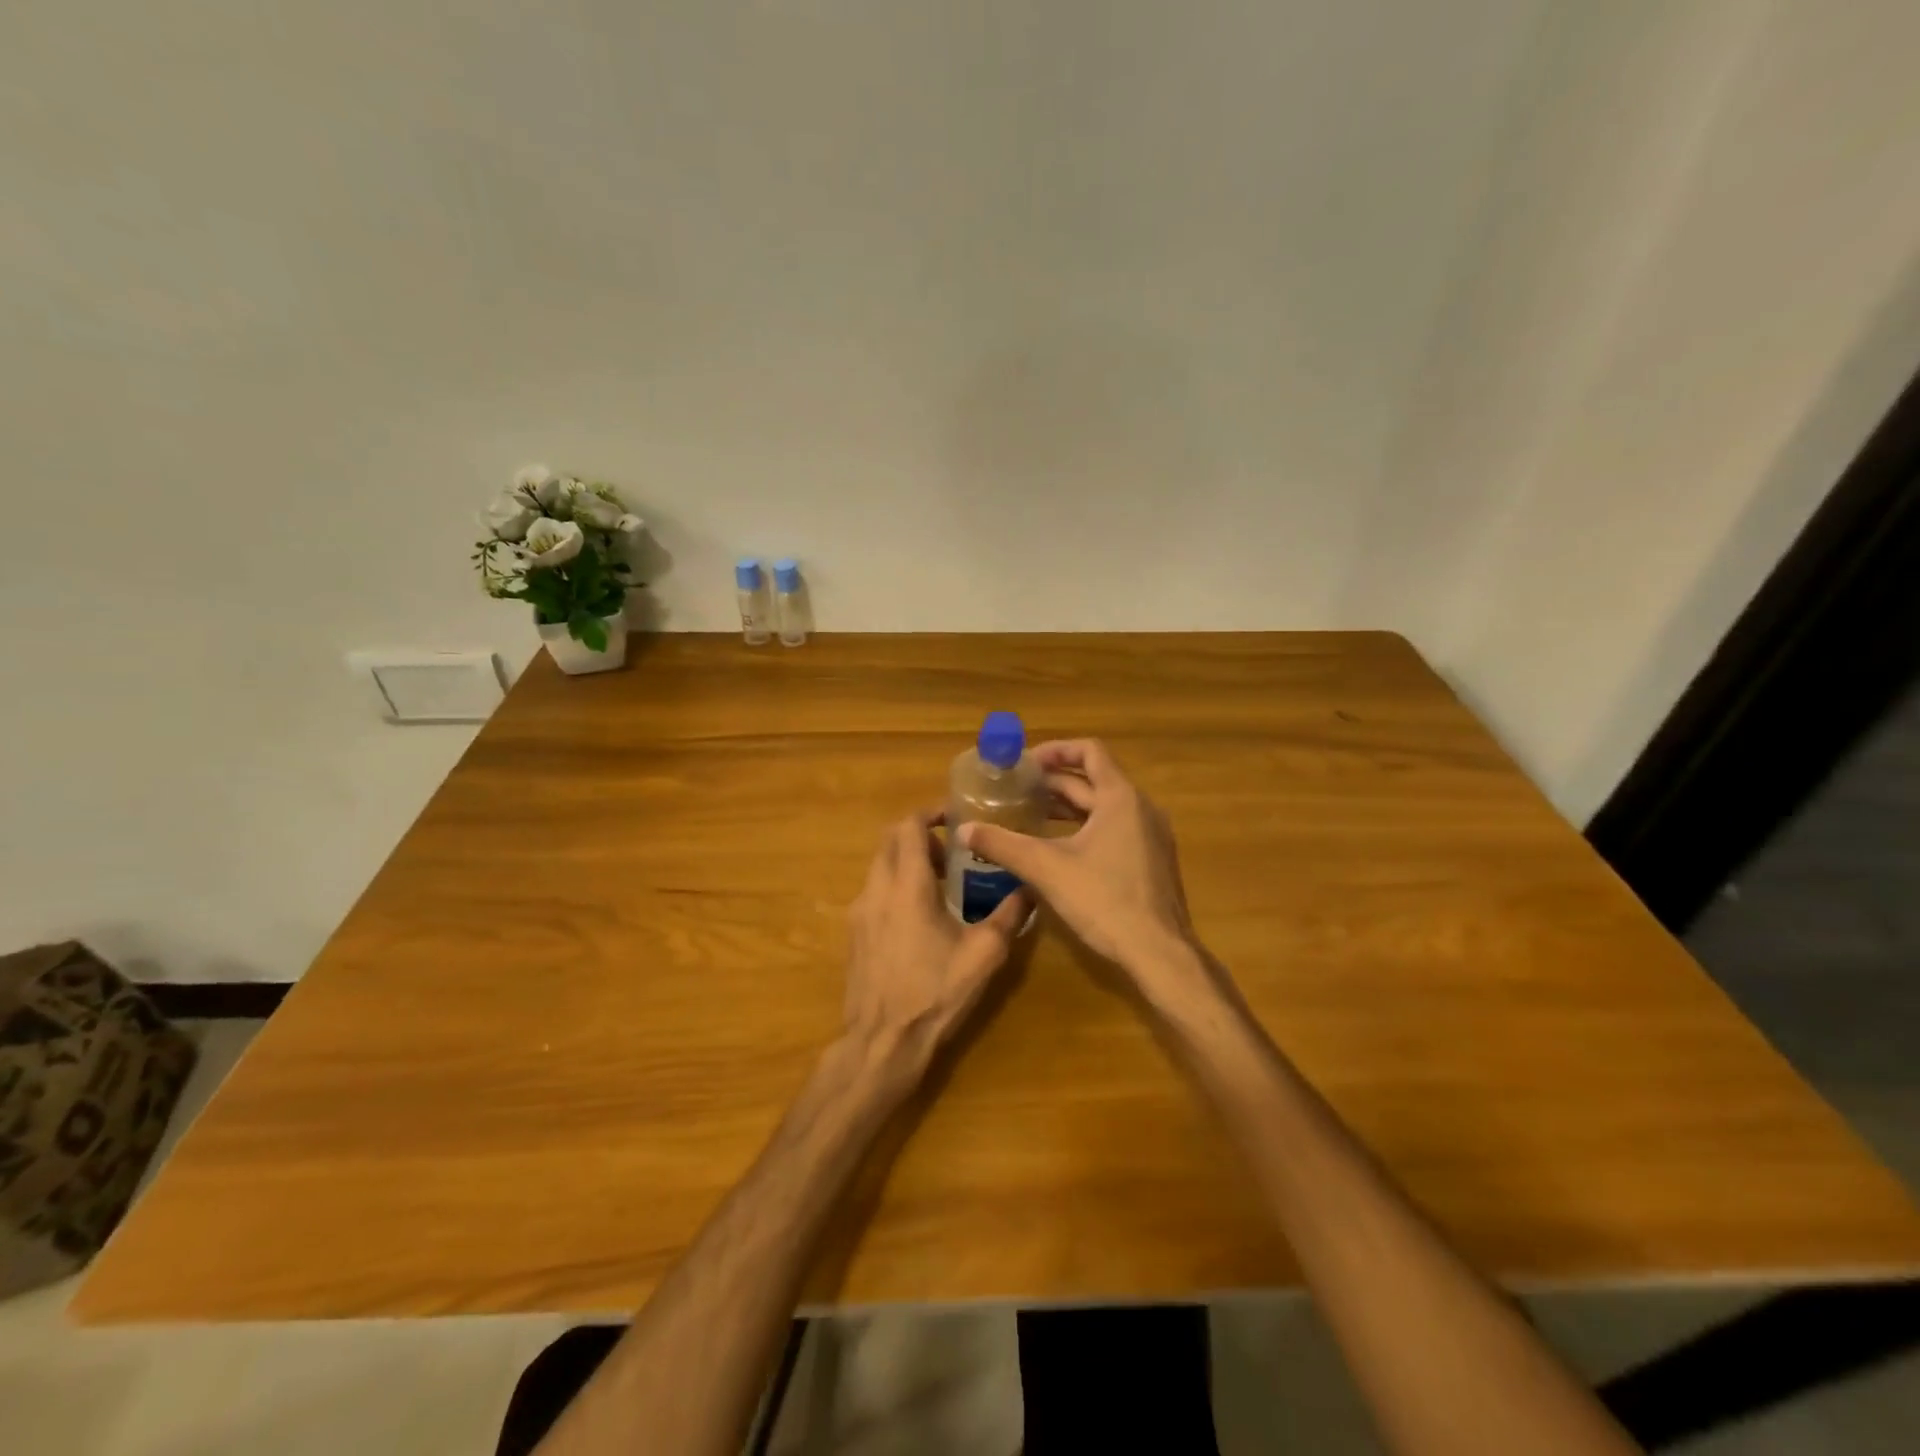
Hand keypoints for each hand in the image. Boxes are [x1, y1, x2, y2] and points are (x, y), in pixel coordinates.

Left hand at [841, 812, 1029, 1068]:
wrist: (882, 1041)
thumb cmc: (934, 992)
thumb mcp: (983, 955)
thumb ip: (1009, 916)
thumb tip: (1031, 889)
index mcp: (906, 885)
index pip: (908, 826)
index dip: (930, 813)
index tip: (956, 817)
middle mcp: (876, 889)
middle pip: (890, 840)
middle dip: (920, 836)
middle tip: (952, 851)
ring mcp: (859, 912)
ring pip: (880, 866)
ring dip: (907, 861)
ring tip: (940, 884)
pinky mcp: (854, 933)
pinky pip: (874, 891)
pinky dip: (895, 885)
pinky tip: (920, 917)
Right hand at [958, 740, 1198, 980]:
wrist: (1159, 952)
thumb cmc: (1105, 900)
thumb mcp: (1046, 869)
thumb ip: (1003, 845)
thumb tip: (963, 830)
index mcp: (1120, 798)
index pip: (1090, 751)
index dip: (1056, 750)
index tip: (1026, 763)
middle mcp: (1141, 808)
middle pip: (1094, 780)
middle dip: (1054, 783)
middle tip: (1017, 791)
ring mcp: (1151, 835)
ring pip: (1104, 807)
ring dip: (1069, 807)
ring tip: (1031, 815)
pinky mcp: (1151, 860)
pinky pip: (1116, 828)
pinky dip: (1086, 827)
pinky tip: (1060, 849)